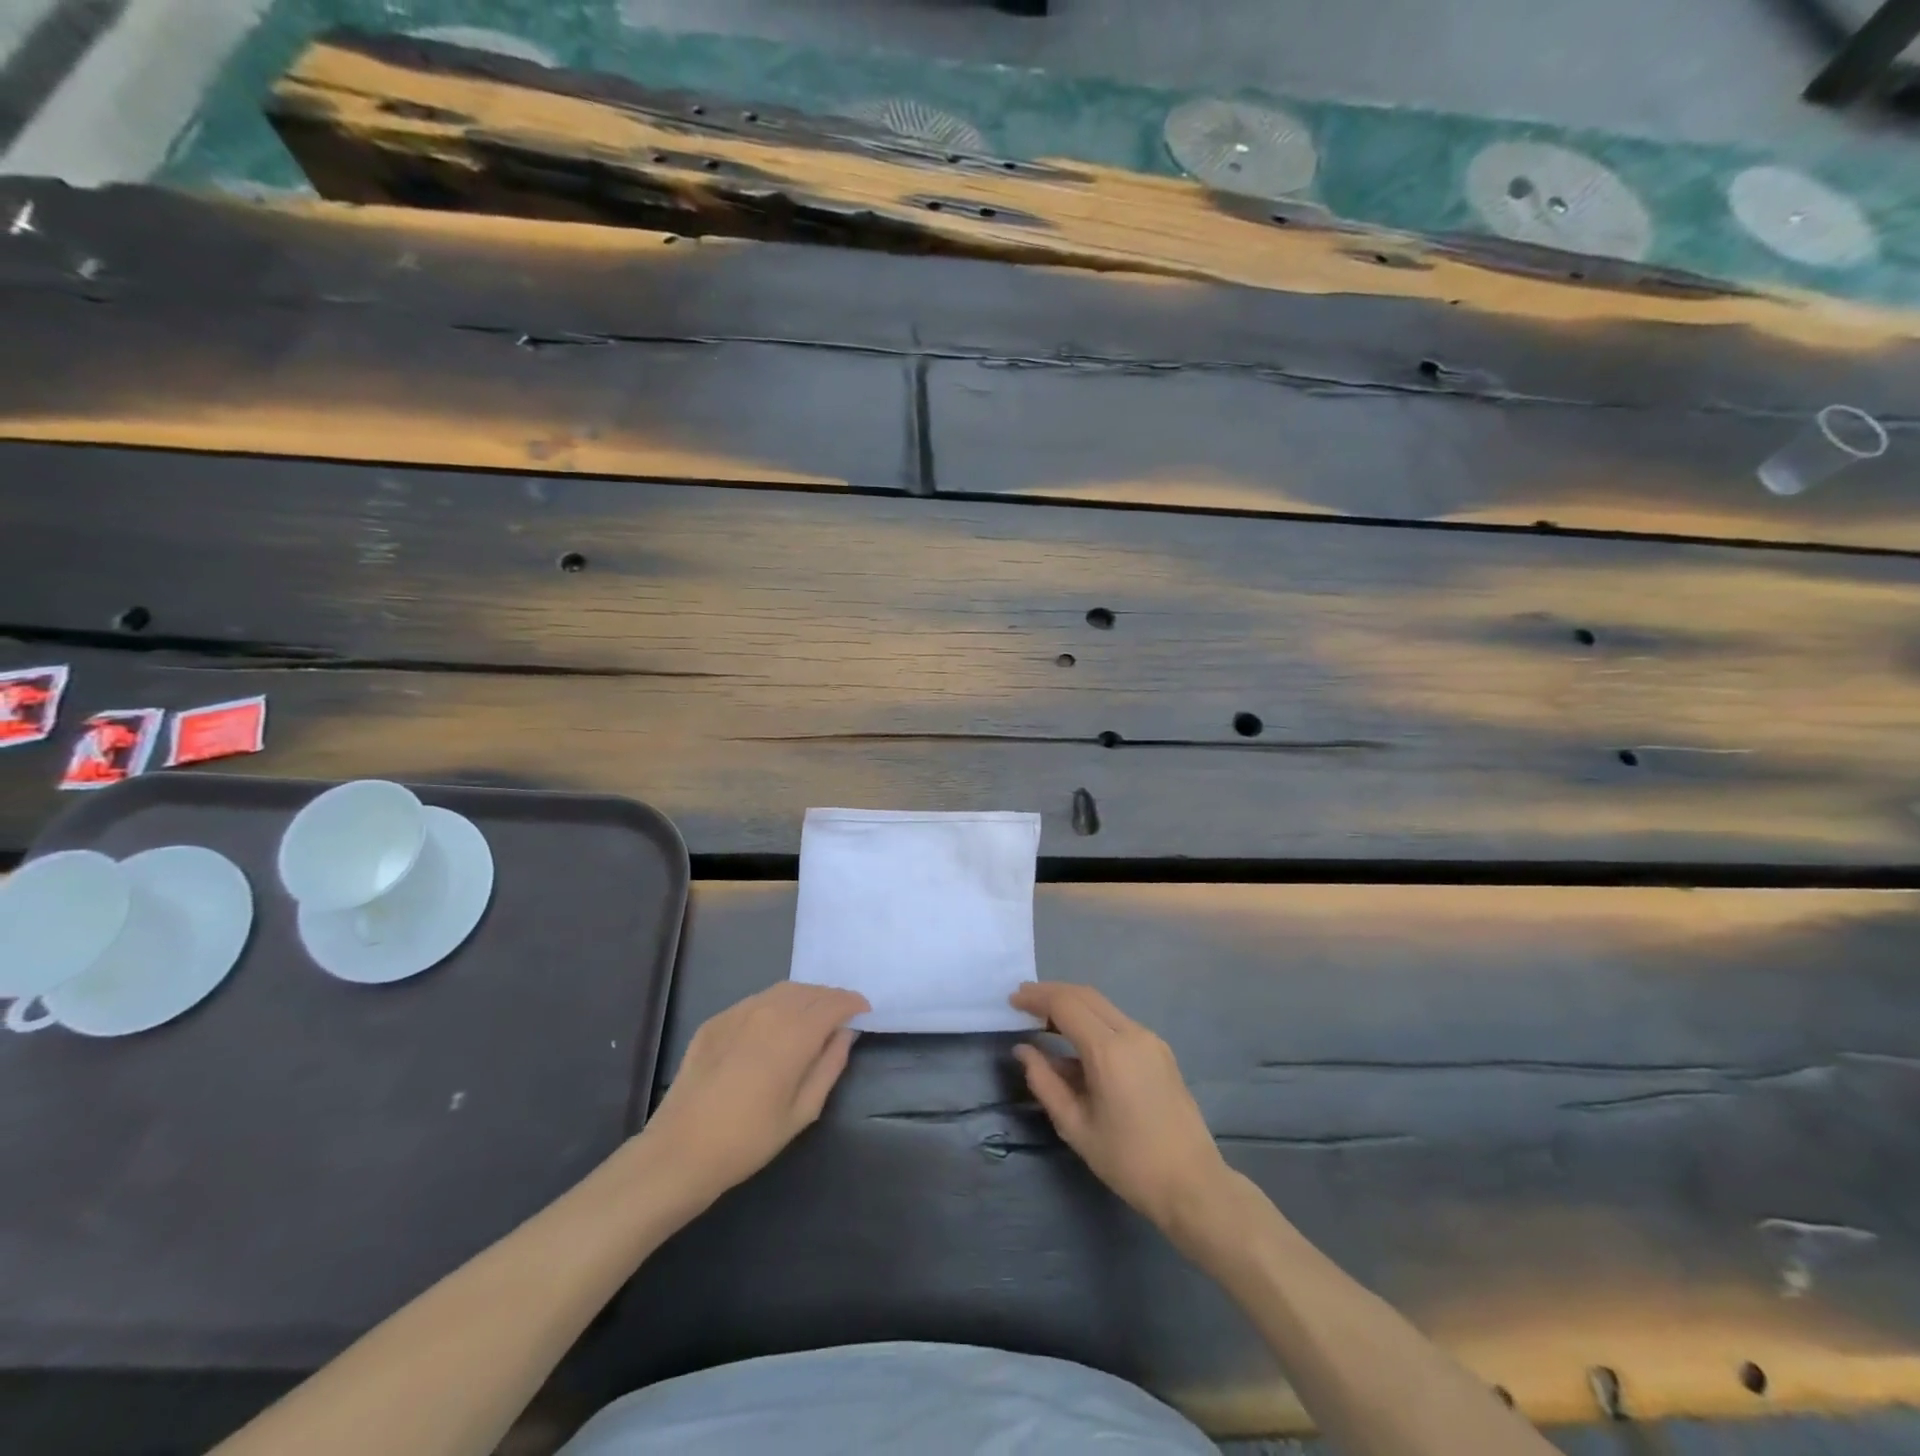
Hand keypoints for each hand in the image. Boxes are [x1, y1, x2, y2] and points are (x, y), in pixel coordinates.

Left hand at [639, 981, 869, 1211]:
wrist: (680, 1151)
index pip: (833, 1003)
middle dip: (830, 998)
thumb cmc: (748, 1139)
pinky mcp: (716, 1020)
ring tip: (813, 1015)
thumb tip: (845, 1034)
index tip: (864, 1010)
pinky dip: (776, 1004)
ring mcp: (738, 1012)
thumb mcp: (802, 1111)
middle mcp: (768, 1011)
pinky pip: (756, 1001)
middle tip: (842, 1014)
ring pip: (782, 991)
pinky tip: (775, 1025)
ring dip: (805, 997)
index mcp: (794, 1034)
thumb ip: (830, 1066)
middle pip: (809, 991)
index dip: (852, 1003)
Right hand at [1010, 982, 1231, 1236]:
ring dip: (1072, 1005)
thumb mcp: (1076, 1127)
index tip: (1012, 1000)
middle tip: (1023, 1001)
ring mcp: (1150, 1040)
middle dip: (1052, 993)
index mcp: (1109, 1051)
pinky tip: (1075, 1043)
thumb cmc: (1129, 1161)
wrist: (1193, 1185)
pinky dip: (1091, 1020)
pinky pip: (1118, 1022)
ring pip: (1103, 1006)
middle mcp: (1132, 1034)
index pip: (1066, 1005)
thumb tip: (1023, 1050)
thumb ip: (1044, 1083)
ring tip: (1043, 1020)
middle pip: (1085, 995)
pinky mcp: (1159, 1050)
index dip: (1036, 997)